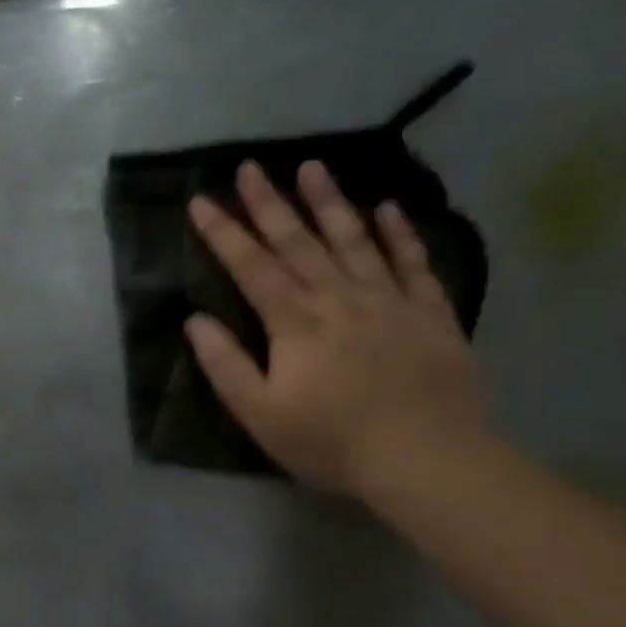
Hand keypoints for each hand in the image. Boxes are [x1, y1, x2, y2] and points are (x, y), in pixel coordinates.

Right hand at [186, 160, 486, 498]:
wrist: (428, 461)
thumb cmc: (332, 441)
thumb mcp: (260, 413)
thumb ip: (225, 364)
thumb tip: (195, 320)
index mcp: (294, 321)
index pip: (250, 266)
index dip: (222, 232)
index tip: (200, 201)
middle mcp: (338, 298)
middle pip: (298, 241)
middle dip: (269, 202)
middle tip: (250, 166)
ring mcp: (389, 301)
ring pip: (354, 240)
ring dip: (330, 201)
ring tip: (313, 166)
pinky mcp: (430, 314)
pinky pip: (413, 263)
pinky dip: (399, 234)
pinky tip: (387, 208)